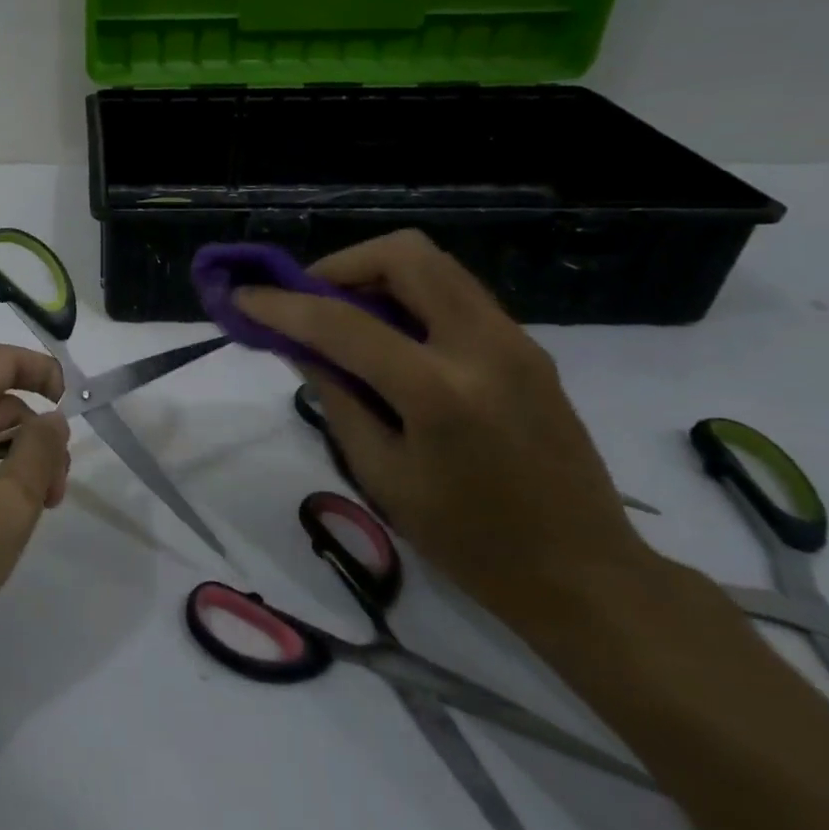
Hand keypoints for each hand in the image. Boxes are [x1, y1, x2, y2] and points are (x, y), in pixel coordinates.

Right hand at [238, 231, 648, 627]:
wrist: (585, 574)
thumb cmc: (469, 542)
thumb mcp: (383, 475)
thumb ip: (337, 398)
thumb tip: (298, 345)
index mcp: (439, 393)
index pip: (343, 323)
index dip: (282, 305)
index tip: (243, 296)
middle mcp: (483, 347)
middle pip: (405, 255)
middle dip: (343, 265)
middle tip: (312, 301)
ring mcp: (514, 340)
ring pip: (435, 265)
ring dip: (378, 276)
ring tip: (347, 318)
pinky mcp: (527, 347)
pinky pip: (456, 294)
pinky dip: (410, 297)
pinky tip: (392, 340)